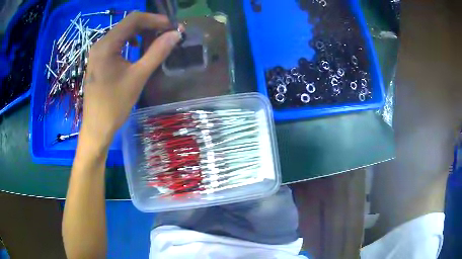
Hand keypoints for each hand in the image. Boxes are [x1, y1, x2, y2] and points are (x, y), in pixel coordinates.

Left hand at [80, 11, 181, 148]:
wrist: (96, 128)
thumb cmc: (114, 105)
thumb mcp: (138, 77)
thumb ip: (157, 52)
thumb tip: (176, 35)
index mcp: (107, 45)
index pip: (133, 19)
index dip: (155, 19)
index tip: (171, 27)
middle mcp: (100, 44)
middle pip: (128, 24)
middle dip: (149, 26)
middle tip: (167, 34)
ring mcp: (98, 52)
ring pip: (123, 33)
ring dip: (141, 33)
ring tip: (156, 40)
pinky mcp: (99, 60)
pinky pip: (117, 43)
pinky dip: (131, 42)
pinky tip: (139, 50)